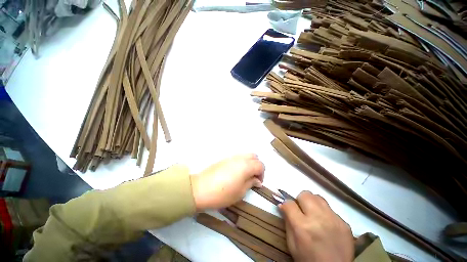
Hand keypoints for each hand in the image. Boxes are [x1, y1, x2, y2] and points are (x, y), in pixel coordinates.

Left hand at [190, 154, 264, 210]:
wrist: (200, 189)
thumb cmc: (223, 193)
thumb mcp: (240, 192)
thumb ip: (251, 183)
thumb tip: (257, 180)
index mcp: (246, 165)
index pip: (260, 165)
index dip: (262, 174)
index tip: (258, 183)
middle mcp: (240, 158)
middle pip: (254, 156)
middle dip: (257, 166)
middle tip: (253, 177)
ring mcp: (231, 157)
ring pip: (246, 155)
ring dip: (249, 163)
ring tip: (244, 175)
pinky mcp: (224, 158)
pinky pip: (238, 157)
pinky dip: (241, 162)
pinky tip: (236, 173)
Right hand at [279, 191, 353, 261]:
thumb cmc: (308, 259)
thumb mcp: (292, 244)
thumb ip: (287, 222)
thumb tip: (282, 205)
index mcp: (302, 226)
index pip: (289, 203)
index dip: (286, 204)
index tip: (287, 208)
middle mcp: (318, 219)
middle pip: (305, 195)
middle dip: (300, 200)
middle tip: (301, 210)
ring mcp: (334, 220)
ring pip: (318, 198)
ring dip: (312, 203)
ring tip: (313, 214)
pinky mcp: (344, 223)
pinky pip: (330, 210)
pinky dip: (325, 213)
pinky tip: (325, 224)